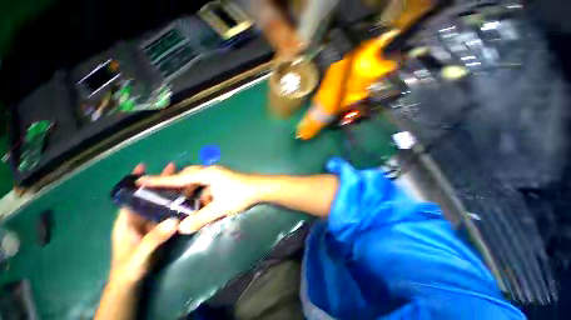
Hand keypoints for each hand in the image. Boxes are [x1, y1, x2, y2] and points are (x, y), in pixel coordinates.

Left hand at [110, 163, 179, 283]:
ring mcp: (151, 222)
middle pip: (151, 195)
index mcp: (128, 219)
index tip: (143, 166)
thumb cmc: (129, 267)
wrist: (133, 280)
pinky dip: (178, 204)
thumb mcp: (140, 254)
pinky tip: (188, 198)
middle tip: (173, 167)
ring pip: (163, 202)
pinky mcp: (161, 227)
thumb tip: (174, 221)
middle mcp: (140, 217)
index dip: (136, 181)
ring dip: (173, 191)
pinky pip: (170, 212)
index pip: (132, 196)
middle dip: (161, 181)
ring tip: (185, 178)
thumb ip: (155, 239)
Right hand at [137, 165, 259, 233]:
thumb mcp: (219, 207)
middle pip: (188, 178)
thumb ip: (200, 218)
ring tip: (183, 205)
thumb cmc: (241, 195)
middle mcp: (211, 172)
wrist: (260, 188)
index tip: (140, 181)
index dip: (159, 181)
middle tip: (165, 198)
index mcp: (207, 175)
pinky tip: (202, 205)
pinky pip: (207, 187)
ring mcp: (218, 175)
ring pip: (198, 183)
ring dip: (192, 193)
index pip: (178, 178)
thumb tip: (181, 229)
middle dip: (177, 187)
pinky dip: (203, 195)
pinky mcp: (223, 180)